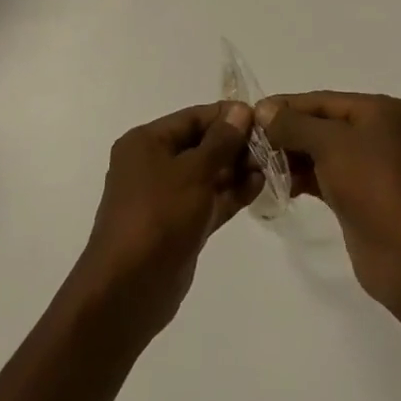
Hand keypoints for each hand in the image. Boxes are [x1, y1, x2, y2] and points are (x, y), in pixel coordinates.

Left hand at [67, 102, 261, 344]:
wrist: (128, 290)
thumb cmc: (158, 217)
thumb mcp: (193, 172)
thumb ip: (221, 141)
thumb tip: (241, 110)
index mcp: (146, 143)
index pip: (193, 118)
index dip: (227, 116)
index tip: (263, 118)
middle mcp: (154, 164)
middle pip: (201, 144)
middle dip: (235, 144)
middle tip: (272, 146)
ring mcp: (167, 197)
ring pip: (208, 174)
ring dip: (237, 169)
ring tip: (271, 166)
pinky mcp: (180, 225)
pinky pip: (209, 200)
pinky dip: (231, 193)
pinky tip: (259, 186)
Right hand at [256, 92, 400, 308]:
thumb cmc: (371, 185)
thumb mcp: (330, 144)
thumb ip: (294, 125)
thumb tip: (264, 110)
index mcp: (379, 110)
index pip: (323, 100)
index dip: (286, 106)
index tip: (250, 114)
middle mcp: (378, 132)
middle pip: (322, 124)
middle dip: (287, 132)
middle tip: (250, 142)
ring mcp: (370, 166)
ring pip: (322, 151)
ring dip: (292, 156)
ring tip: (259, 164)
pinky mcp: (361, 195)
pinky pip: (326, 175)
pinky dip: (304, 177)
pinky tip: (279, 184)